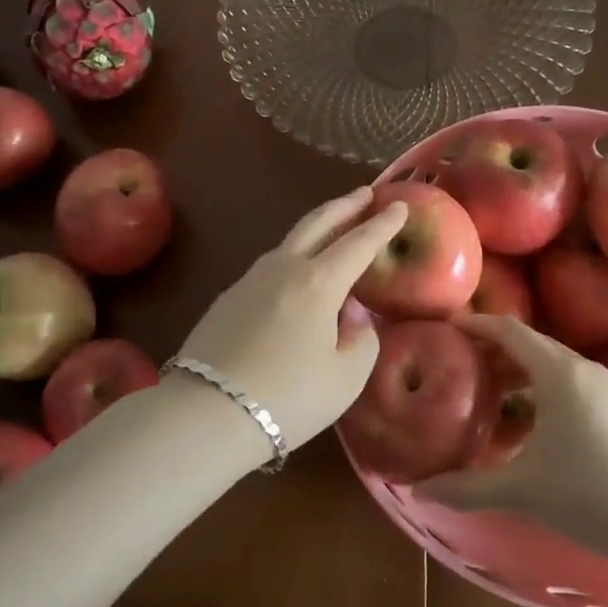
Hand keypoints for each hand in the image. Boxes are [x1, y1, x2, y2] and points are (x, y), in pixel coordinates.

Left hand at [174, 189, 408, 451]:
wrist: (207, 412)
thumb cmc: (288, 397)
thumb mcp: (346, 378)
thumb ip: (360, 339)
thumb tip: (351, 317)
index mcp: (318, 282)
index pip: (359, 243)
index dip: (382, 224)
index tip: (400, 205)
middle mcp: (284, 268)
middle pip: (318, 223)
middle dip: (345, 205)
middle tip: (365, 193)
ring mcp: (250, 279)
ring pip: (290, 241)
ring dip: (317, 228)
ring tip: (333, 229)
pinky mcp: (228, 297)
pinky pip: (271, 266)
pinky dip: (293, 257)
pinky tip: (296, 275)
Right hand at [416, 315, 607, 548]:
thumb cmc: (588, 495)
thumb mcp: (521, 490)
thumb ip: (466, 488)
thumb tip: (418, 489)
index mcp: (558, 372)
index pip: (510, 330)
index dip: (478, 325)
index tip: (450, 327)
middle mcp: (585, 368)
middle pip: (532, 345)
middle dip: (496, 351)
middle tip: (463, 363)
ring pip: (555, 366)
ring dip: (522, 373)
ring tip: (494, 396)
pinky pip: (574, 385)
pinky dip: (546, 391)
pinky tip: (536, 426)